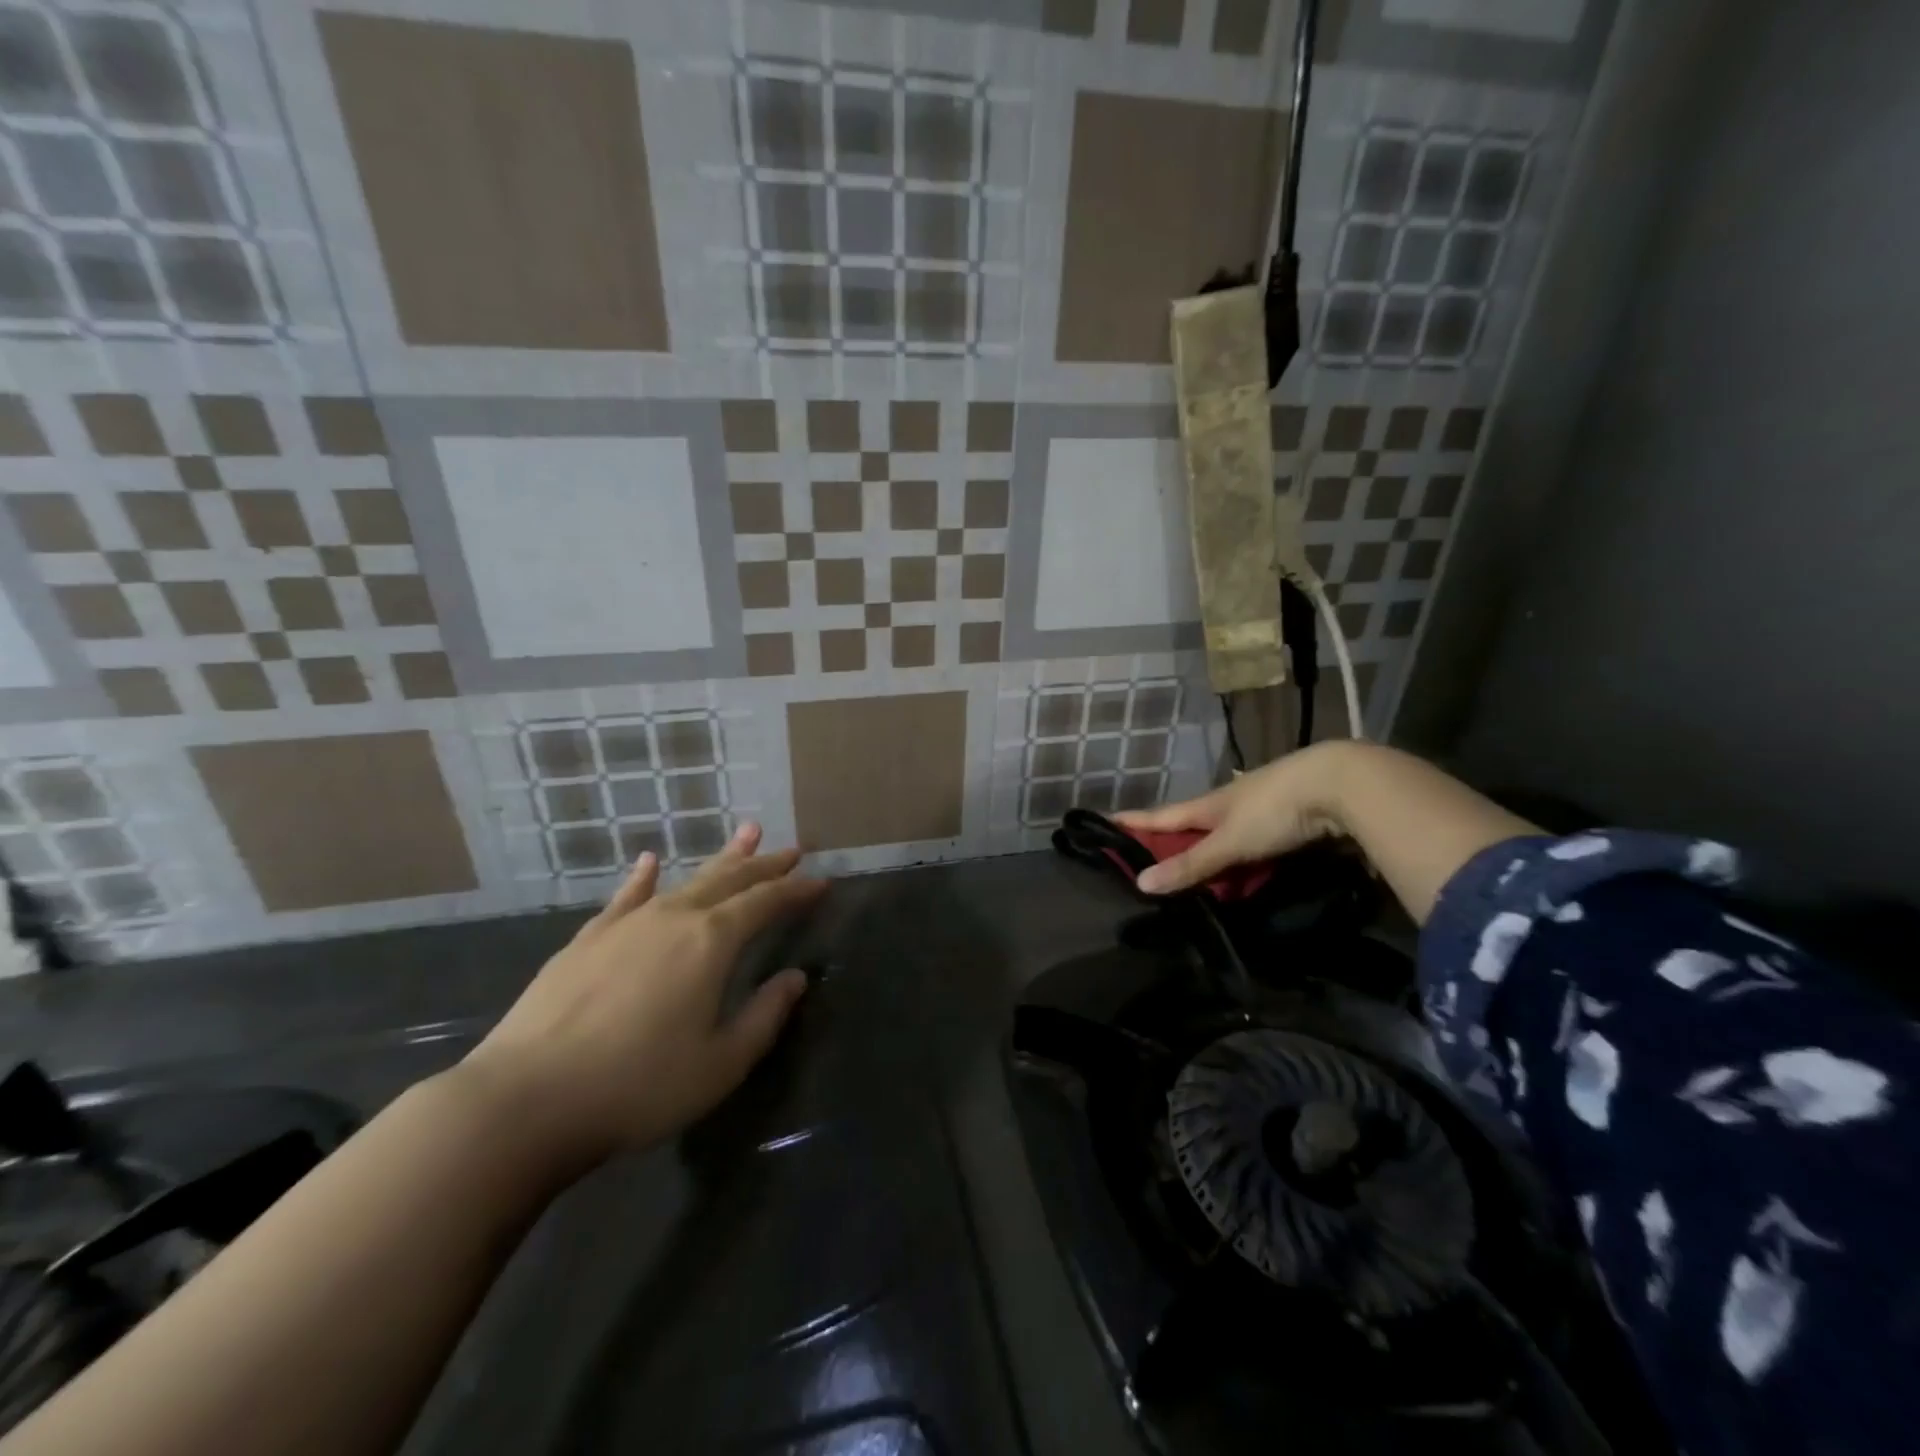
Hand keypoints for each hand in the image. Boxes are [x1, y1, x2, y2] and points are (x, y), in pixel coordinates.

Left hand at [458, 823, 825, 1175]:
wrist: (526, 1100)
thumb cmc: (638, 1086)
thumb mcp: (720, 1063)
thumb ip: (764, 1016)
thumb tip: (795, 978)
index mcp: (712, 942)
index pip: (766, 902)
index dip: (796, 891)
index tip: (821, 882)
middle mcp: (674, 917)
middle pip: (730, 880)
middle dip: (765, 865)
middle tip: (792, 849)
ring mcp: (626, 923)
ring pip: (685, 879)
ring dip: (720, 859)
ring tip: (746, 834)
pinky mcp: (587, 939)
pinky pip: (625, 896)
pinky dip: (643, 877)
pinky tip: (650, 862)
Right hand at [1115, 742, 1356, 894]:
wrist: (1340, 784)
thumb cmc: (1274, 809)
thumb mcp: (1228, 842)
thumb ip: (1191, 865)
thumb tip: (1140, 883)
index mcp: (1208, 805)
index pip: (1161, 815)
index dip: (1134, 821)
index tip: (1106, 820)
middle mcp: (1230, 803)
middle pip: (1191, 822)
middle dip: (1170, 835)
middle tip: (1147, 850)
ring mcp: (1261, 807)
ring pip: (1224, 830)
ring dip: (1206, 845)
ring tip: (1191, 862)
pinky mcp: (1289, 817)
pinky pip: (1253, 838)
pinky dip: (1239, 852)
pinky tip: (1242, 861)